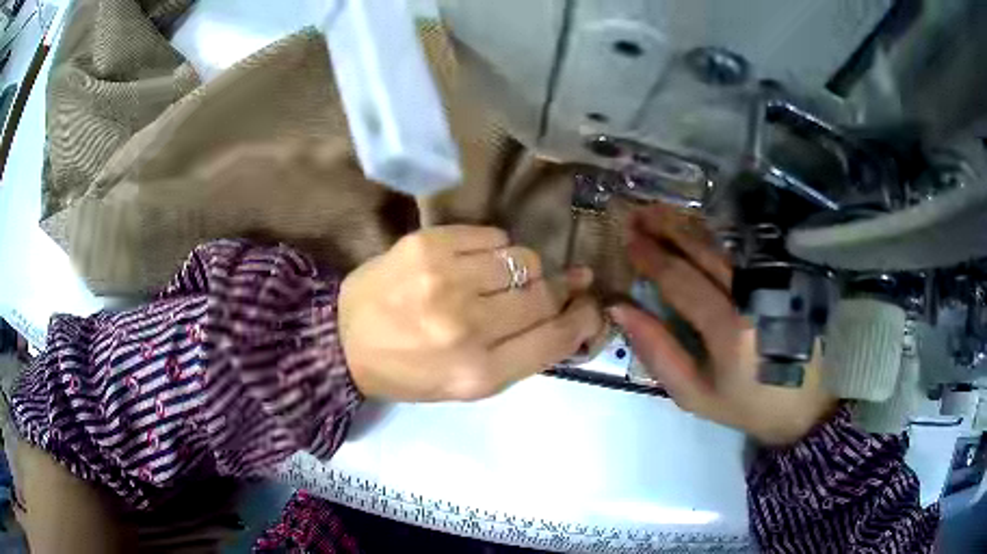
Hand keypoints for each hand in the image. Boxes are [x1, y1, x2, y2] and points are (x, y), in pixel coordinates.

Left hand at [339, 225, 603, 401]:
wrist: (345, 340)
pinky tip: (472, 264)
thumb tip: (573, 311)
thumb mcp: (470, 385)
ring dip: (520, 271)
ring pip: (524, 259)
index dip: (584, 318)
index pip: (558, 337)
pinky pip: (494, 235)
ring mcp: (445, 279)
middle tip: (544, 291)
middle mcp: (467, 326)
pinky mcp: (427, 243)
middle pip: (545, 294)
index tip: (590, 305)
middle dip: (554, 292)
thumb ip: (524, 354)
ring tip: (494, 281)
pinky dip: (493, 250)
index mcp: (479, 373)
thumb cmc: (412, 371)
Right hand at [610, 205, 836, 445]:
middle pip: (704, 251)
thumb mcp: (695, 394)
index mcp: (729, 330)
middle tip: (638, 214)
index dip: (651, 257)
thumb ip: (658, 351)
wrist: (805, 407)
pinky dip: (720, 236)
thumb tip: (622, 308)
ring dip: (691, 226)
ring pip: (726, 245)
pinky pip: (748, 250)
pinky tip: (700, 228)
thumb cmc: (747, 405)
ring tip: (661, 212)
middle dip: (667, 228)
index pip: (681, 281)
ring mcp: (775, 283)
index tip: (627, 238)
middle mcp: (753, 297)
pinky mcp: (788, 280)